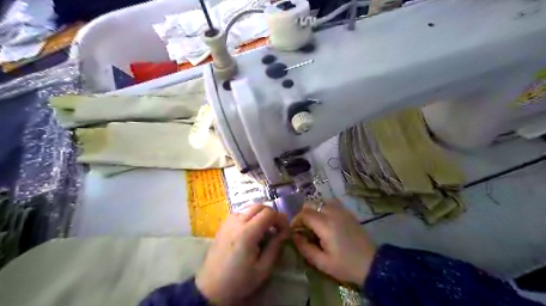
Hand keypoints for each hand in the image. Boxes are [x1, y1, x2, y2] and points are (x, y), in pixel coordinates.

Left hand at [197, 205, 288, 304]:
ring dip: (259, 215)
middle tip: (276, 228)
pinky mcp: (222, 226)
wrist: (211, 289)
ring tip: (263, 230)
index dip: (280, 219)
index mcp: (247, 233)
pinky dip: (249, 217)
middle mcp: (237, 222)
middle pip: (259, 206)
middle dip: (271, 214)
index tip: (285, 231)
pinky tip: (250, 231)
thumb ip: (275, 247)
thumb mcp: (263, 269)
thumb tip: (284, 233)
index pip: (269, 213)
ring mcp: (228, 222)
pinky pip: (239, 213)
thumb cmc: (239, 281)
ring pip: (248, 208)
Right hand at [292, 200, 377, 284]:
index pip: (304, 214)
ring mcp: (341, 211)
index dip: (296, 220)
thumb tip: (295, 236)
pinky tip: (326, 221)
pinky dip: (324, 208)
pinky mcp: (348, 212)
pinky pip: (332, 203)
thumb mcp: (322, 263)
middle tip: (303, 228)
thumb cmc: (346, 265)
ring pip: (321, 202)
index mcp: (325, 225)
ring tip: (314, 224)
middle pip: (311, 204)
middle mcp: (332, 213)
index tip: (294, 231)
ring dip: (314, 210)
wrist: (372, 264)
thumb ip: (305, 248)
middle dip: (303, 214)